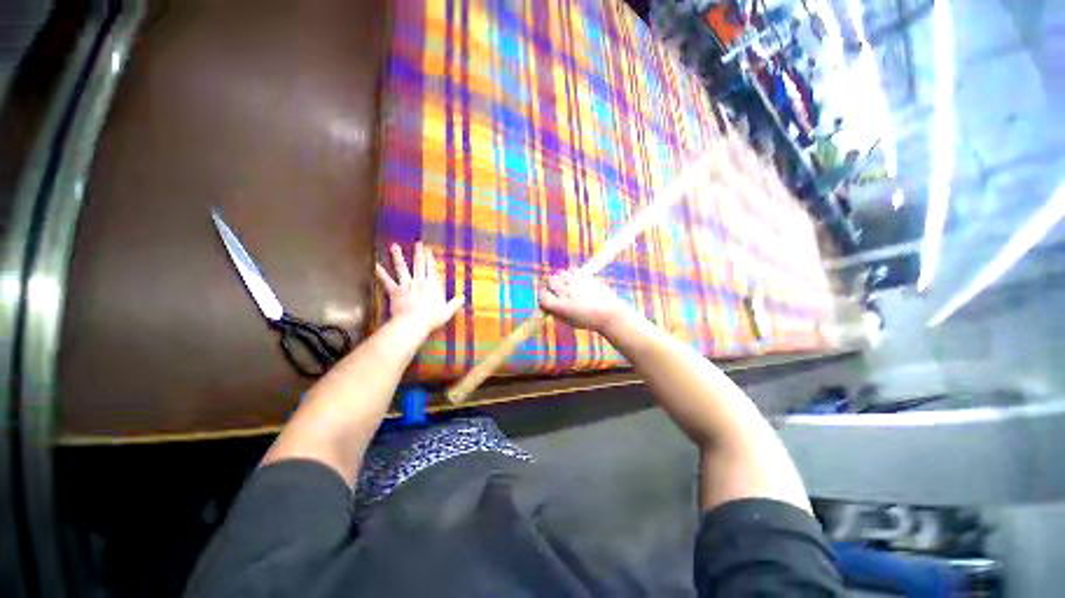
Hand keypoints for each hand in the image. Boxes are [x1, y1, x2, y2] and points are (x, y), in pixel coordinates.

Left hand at [376, 242, 464, 336]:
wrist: (413, 323)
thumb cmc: (432, 318)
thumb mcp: (448, 311)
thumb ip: (455, 303)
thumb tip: (464, 297)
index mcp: (433, 285)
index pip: (432, 268)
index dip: (430, 259)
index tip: (429, 250)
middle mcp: (420, 281)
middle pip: (419, 264)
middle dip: (419, 253)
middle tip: (417, 243)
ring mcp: (407, 285)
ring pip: (402, 268)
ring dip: (398, 257)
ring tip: (395, 247)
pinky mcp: (395, 291)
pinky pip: (387, 280)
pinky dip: (380, 272)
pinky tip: (375, 265)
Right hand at [539, 270, 633, 332]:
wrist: (608, 314)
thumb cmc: (588, 320)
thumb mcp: (568, 321)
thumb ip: (556, 312)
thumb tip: (546, 306)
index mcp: (559, 306)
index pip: (543, 296)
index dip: (545, 298)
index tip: (550, 300)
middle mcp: (564, 293)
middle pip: (549, 281)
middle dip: (552, 286)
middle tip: (559, 291)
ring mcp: (574, 283)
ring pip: (560, 274)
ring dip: (562, 279)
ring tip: (570, 286)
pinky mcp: (584, 277)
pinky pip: (572, 269)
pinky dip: (572, 273)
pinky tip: (577, 281)